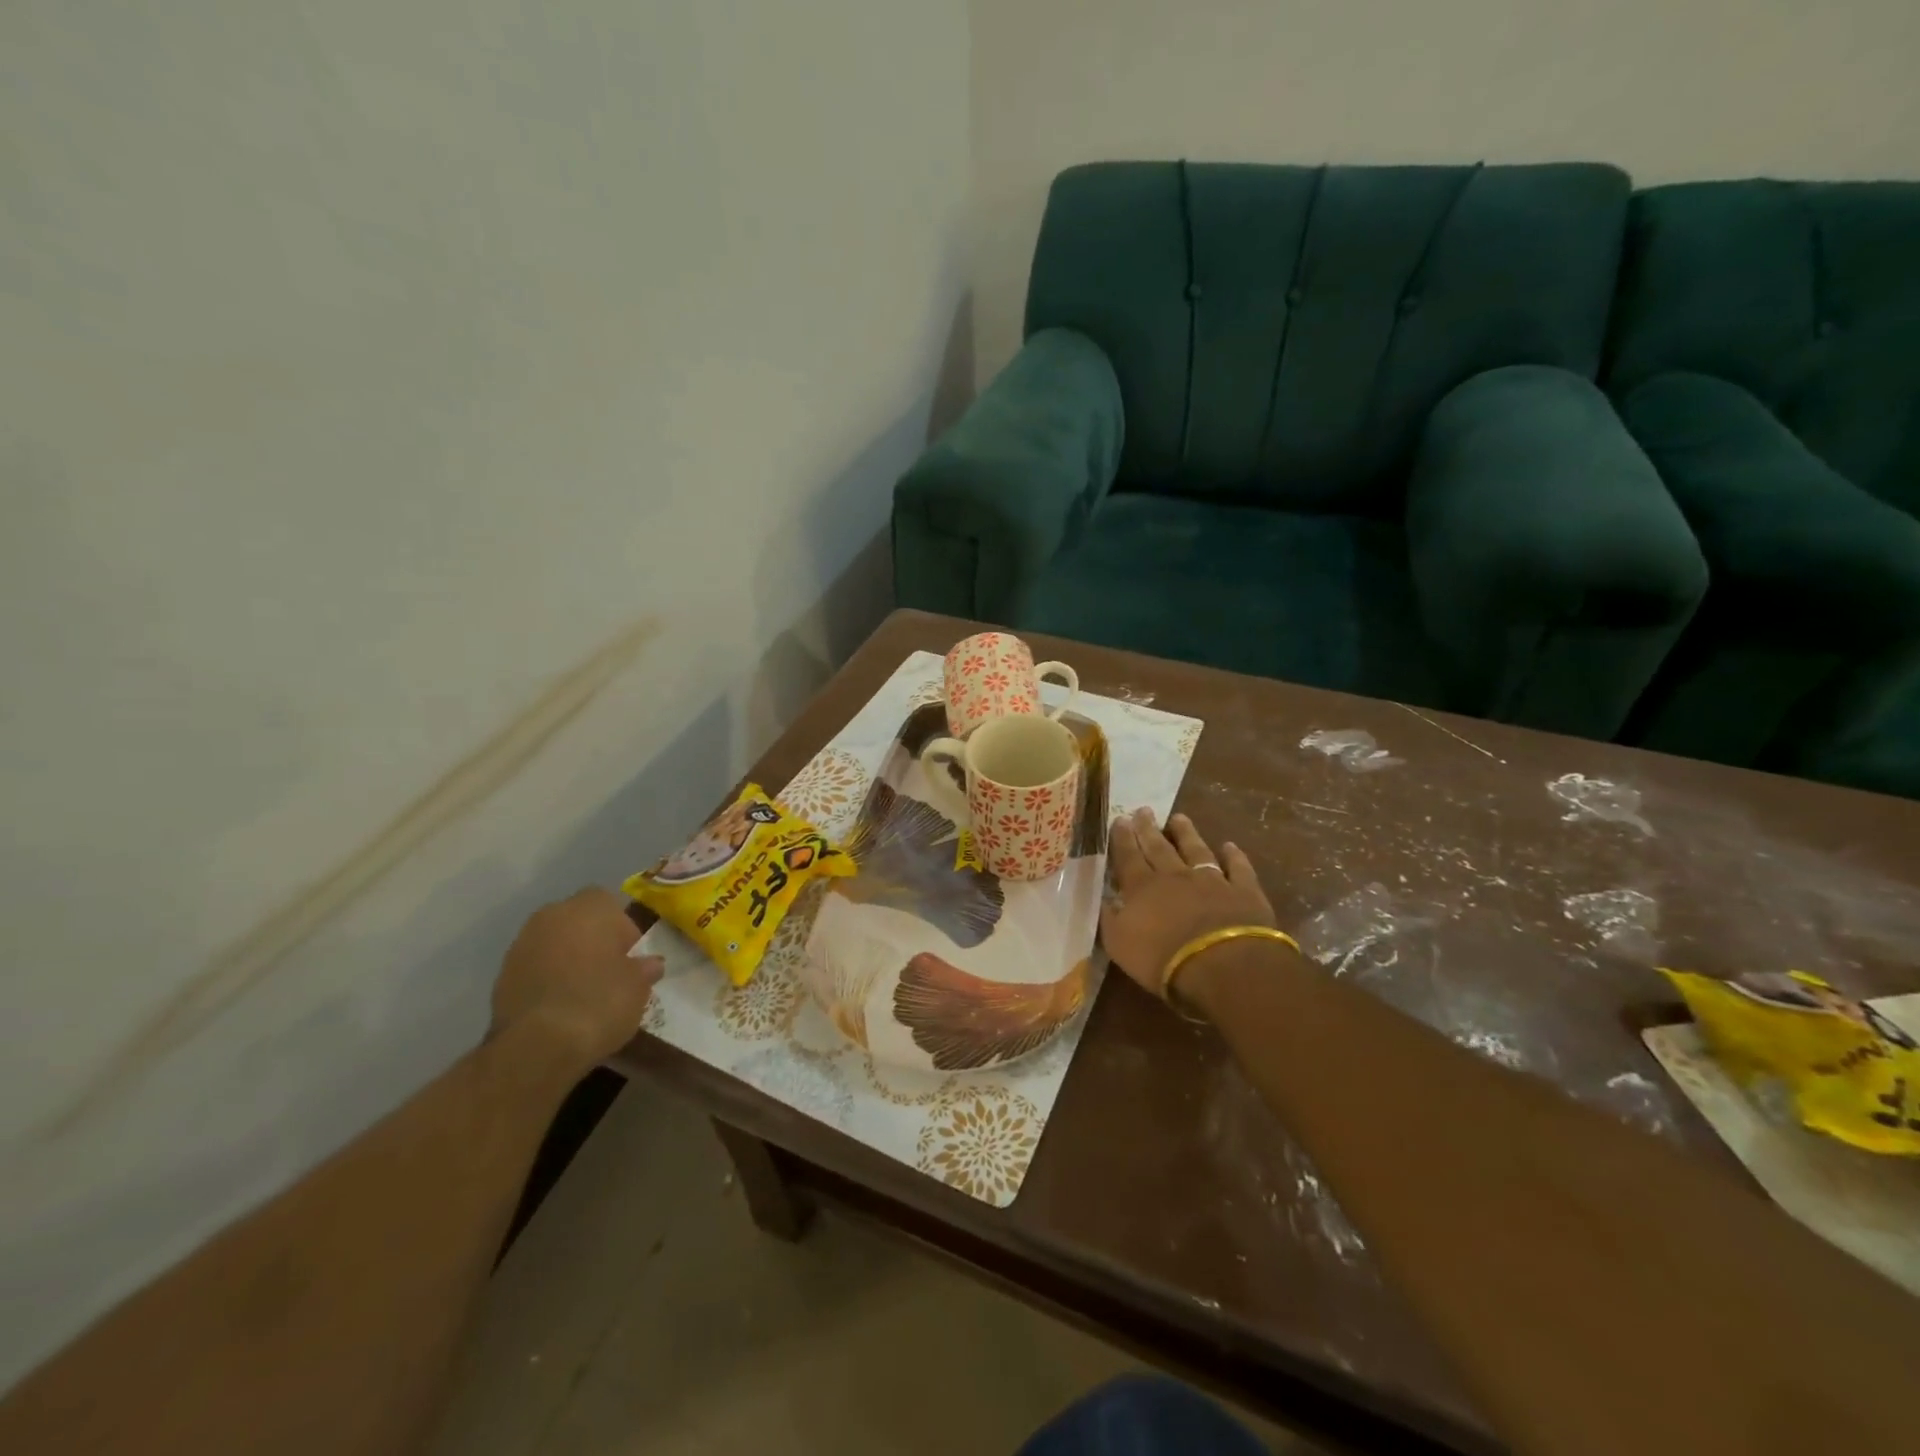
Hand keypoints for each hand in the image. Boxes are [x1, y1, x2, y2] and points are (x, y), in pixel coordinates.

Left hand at [492, 888, 662, 1070]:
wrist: (538, 1045)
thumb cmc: (600, 1001)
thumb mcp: (639, 986)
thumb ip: (644, 968)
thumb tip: (649, 964)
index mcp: (590, 908)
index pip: (610, 904)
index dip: (622, 929)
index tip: (629, 957)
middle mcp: (552, 916)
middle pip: (577, 921)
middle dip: (592, 940)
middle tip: (608, 972)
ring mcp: (521, 945)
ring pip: (553, 944)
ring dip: (566, 960)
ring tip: (582, 992)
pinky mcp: (501, 976)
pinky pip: (534, 968)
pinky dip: (546, 980)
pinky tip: (559, 1007)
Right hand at [1100, 809, 1275, 998]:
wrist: (1222, 965)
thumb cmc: (1162, 959)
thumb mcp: (1119, 945)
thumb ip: (1110, 919)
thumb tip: (1103, 899)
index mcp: (1142, 888)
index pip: (1128, 858)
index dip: (1122, 839)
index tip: (1119, 819)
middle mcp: (1175, 876)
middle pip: (1159, 848)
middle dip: (1148, 829)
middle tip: (1143, 810)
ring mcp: (1211, 880)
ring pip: (1196, 850)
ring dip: (1186, 834)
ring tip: (1179, 818)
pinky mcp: (1243, 891)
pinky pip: (1238, 868)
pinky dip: (1234, 856)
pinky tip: (1230, 846)